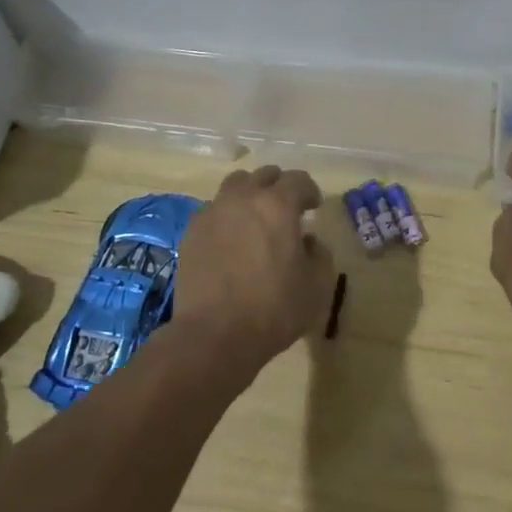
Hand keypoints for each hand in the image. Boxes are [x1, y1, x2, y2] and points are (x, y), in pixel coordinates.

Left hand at [176, 165, 335, 372]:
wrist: (214, 335)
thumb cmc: (273, 308)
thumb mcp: (317, 285)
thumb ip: (319, 253)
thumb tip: (307, 241)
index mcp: (278, 205)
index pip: (298, 180)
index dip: (310, 191)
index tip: (314, 208)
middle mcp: (243, 198)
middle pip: (264, 175)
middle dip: (278, 187)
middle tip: (285, 210)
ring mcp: (213, 212)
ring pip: (234, 186)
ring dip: (249, 195)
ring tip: (254, 219)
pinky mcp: (191, 232)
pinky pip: (213, 210)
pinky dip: (226, 216)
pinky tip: (230, 240)